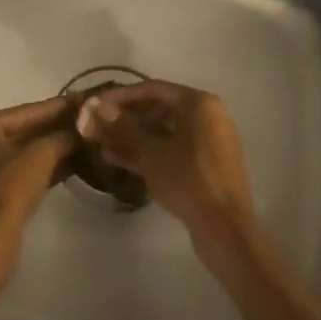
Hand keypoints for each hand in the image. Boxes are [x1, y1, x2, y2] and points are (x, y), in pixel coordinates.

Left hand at [0, 96, 76, 278]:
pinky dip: (41, 168)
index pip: (25, 111)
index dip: (57, 106)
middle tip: (85, 121)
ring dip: (51, 149)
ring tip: (83, 141)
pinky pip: (17, 171)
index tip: (82, 100)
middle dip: (55, 129)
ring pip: (20, 153)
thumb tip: (82, 128)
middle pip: (22, 131)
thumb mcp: (41, 155)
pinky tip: (70, 165)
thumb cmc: (9, 188)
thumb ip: (62, 137)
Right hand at [86, 82, 255, 256]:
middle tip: (97, 126)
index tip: (95, 104)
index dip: (121, 96)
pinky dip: (148, 153)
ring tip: (101, 145)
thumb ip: (122, 128)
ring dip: (132, 138)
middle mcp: (206, 116)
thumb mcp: (150, 152)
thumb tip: (96, 108)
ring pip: (163, 133)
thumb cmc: (188, 180)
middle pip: (158, 110)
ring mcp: (207, 143)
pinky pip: (171, 150)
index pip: (153, 89)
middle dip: (125, 119)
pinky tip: (118, 160)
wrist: (225, 230)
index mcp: (199, 103)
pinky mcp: (204, 166)